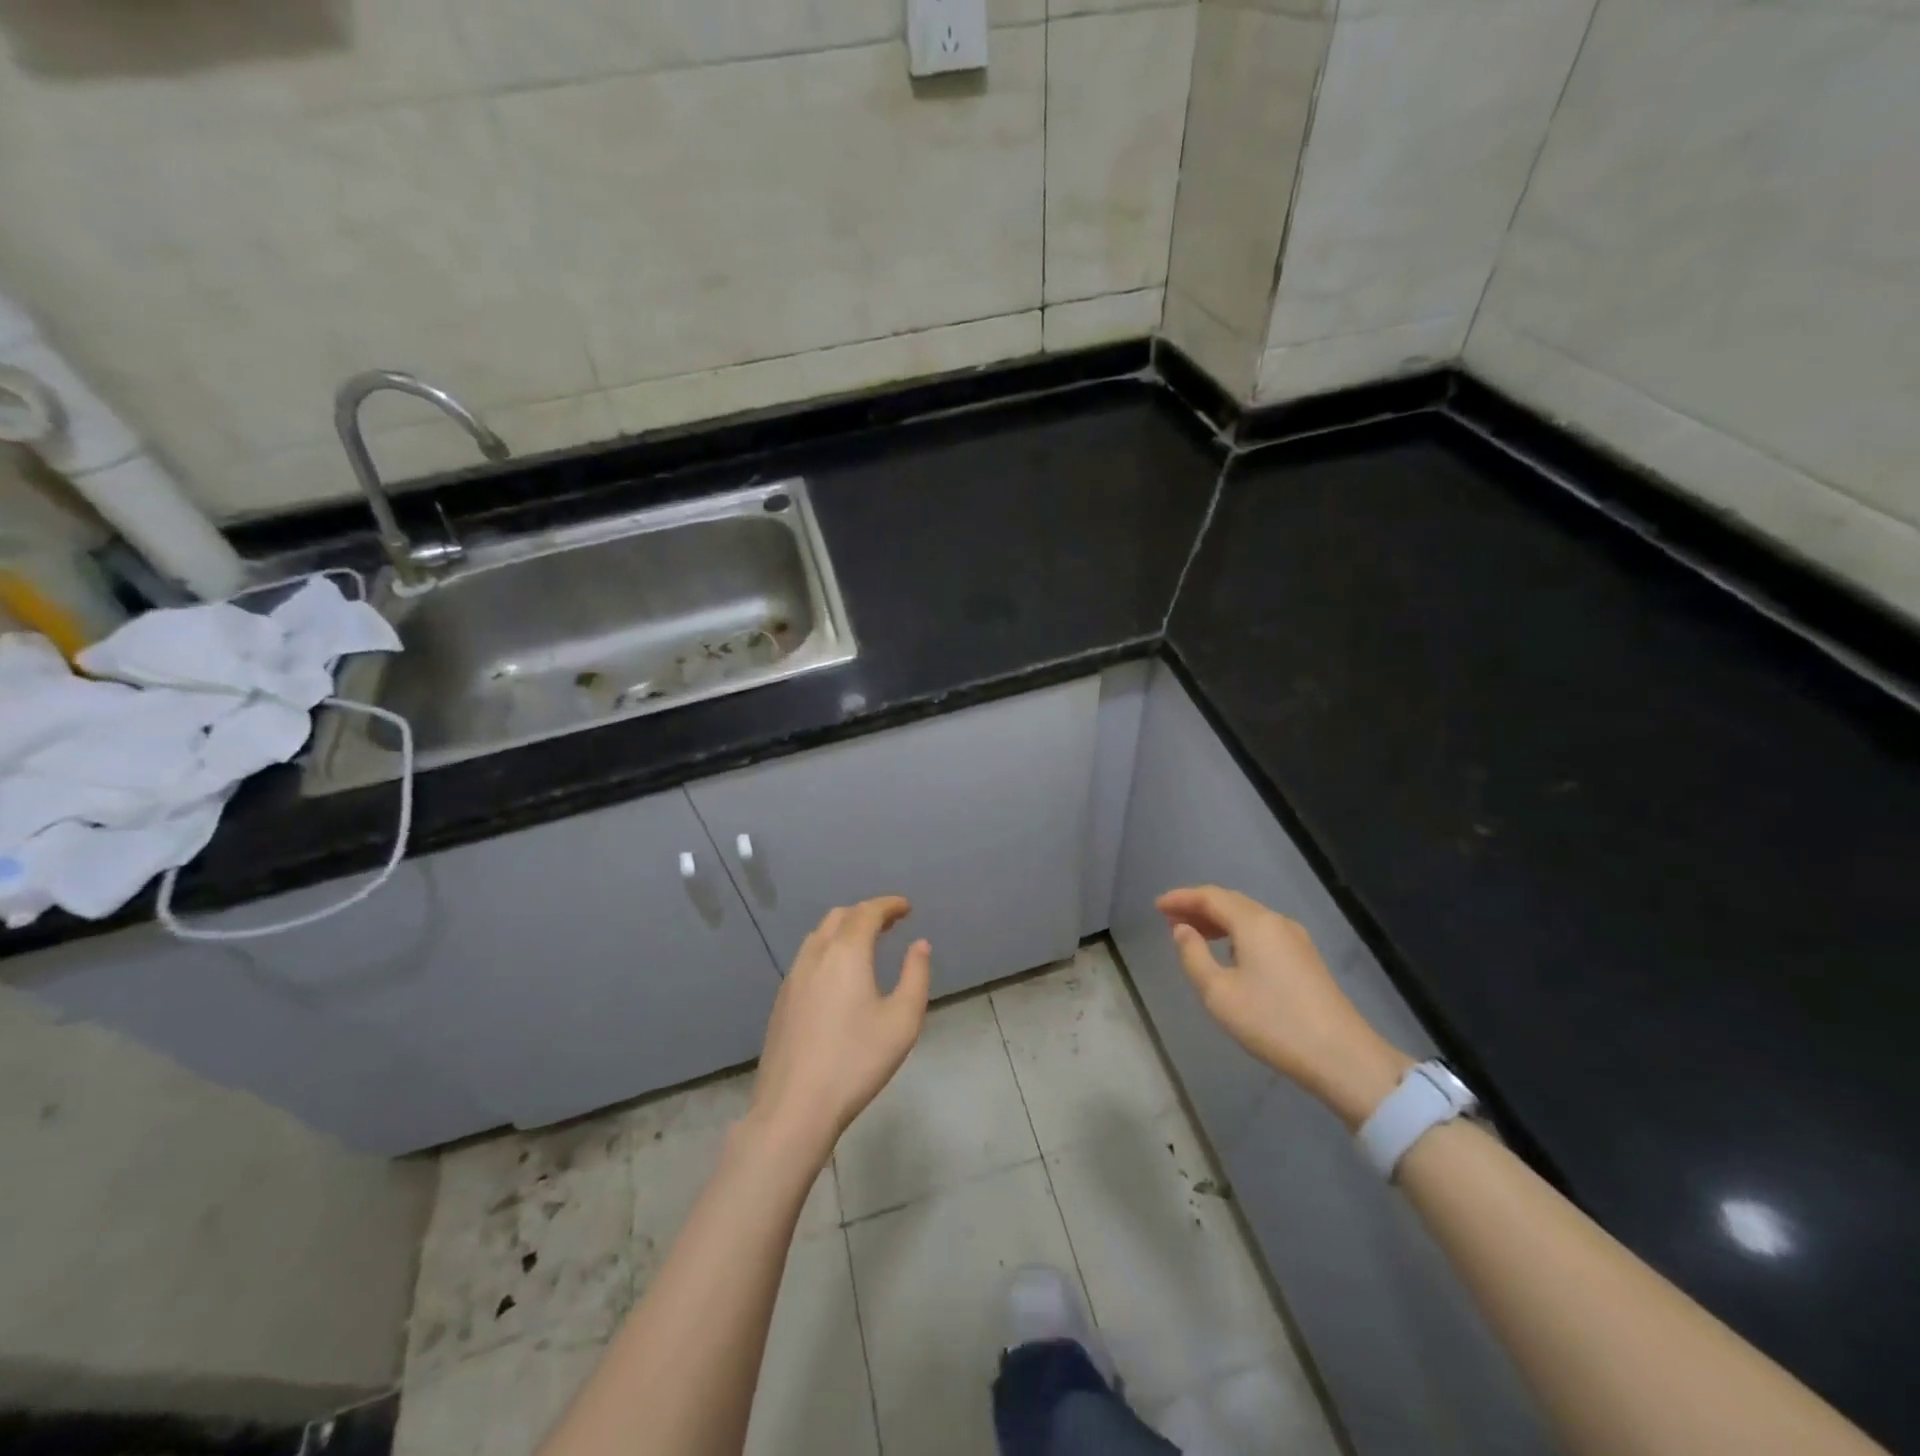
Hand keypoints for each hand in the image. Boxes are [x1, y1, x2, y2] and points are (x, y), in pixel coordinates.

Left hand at [748, 897, 931, 1164]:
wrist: (795, 1106)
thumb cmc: (856, 1061)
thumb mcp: (903, 1020)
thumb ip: (915, 975)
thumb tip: (919, 945)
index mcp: (846, 952)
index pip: (868, 912)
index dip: (889, 905)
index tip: (907, 907)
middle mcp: (816, 955)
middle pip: (840, 917)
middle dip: (866, 913)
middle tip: (890, 923)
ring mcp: (793, 977)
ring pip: (819, 936)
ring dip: (844, 929)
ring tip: (866, 945)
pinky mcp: (782, 1000)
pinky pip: (808, 957)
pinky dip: (828, 950)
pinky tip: (838, 976)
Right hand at [1157, 886, 1413, 1128]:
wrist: (1343, 1058)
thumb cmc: (1272, 1022)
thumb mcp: (1218, 993)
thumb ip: (1193, 956)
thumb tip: (1182, 930)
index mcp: (1254, 923)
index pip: (1210, 896)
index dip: (1181, 898)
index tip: (1157, 906)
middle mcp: (1276, 922)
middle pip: (1230, 902)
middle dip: (1198, 906)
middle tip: (1169, 919)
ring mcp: (1296, 940)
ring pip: (1248, 917)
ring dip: (1217, 920)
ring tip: (1192, 934)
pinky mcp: (1305, 959)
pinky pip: (1261, 932)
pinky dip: (1236, 933)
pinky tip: (1227, 951)